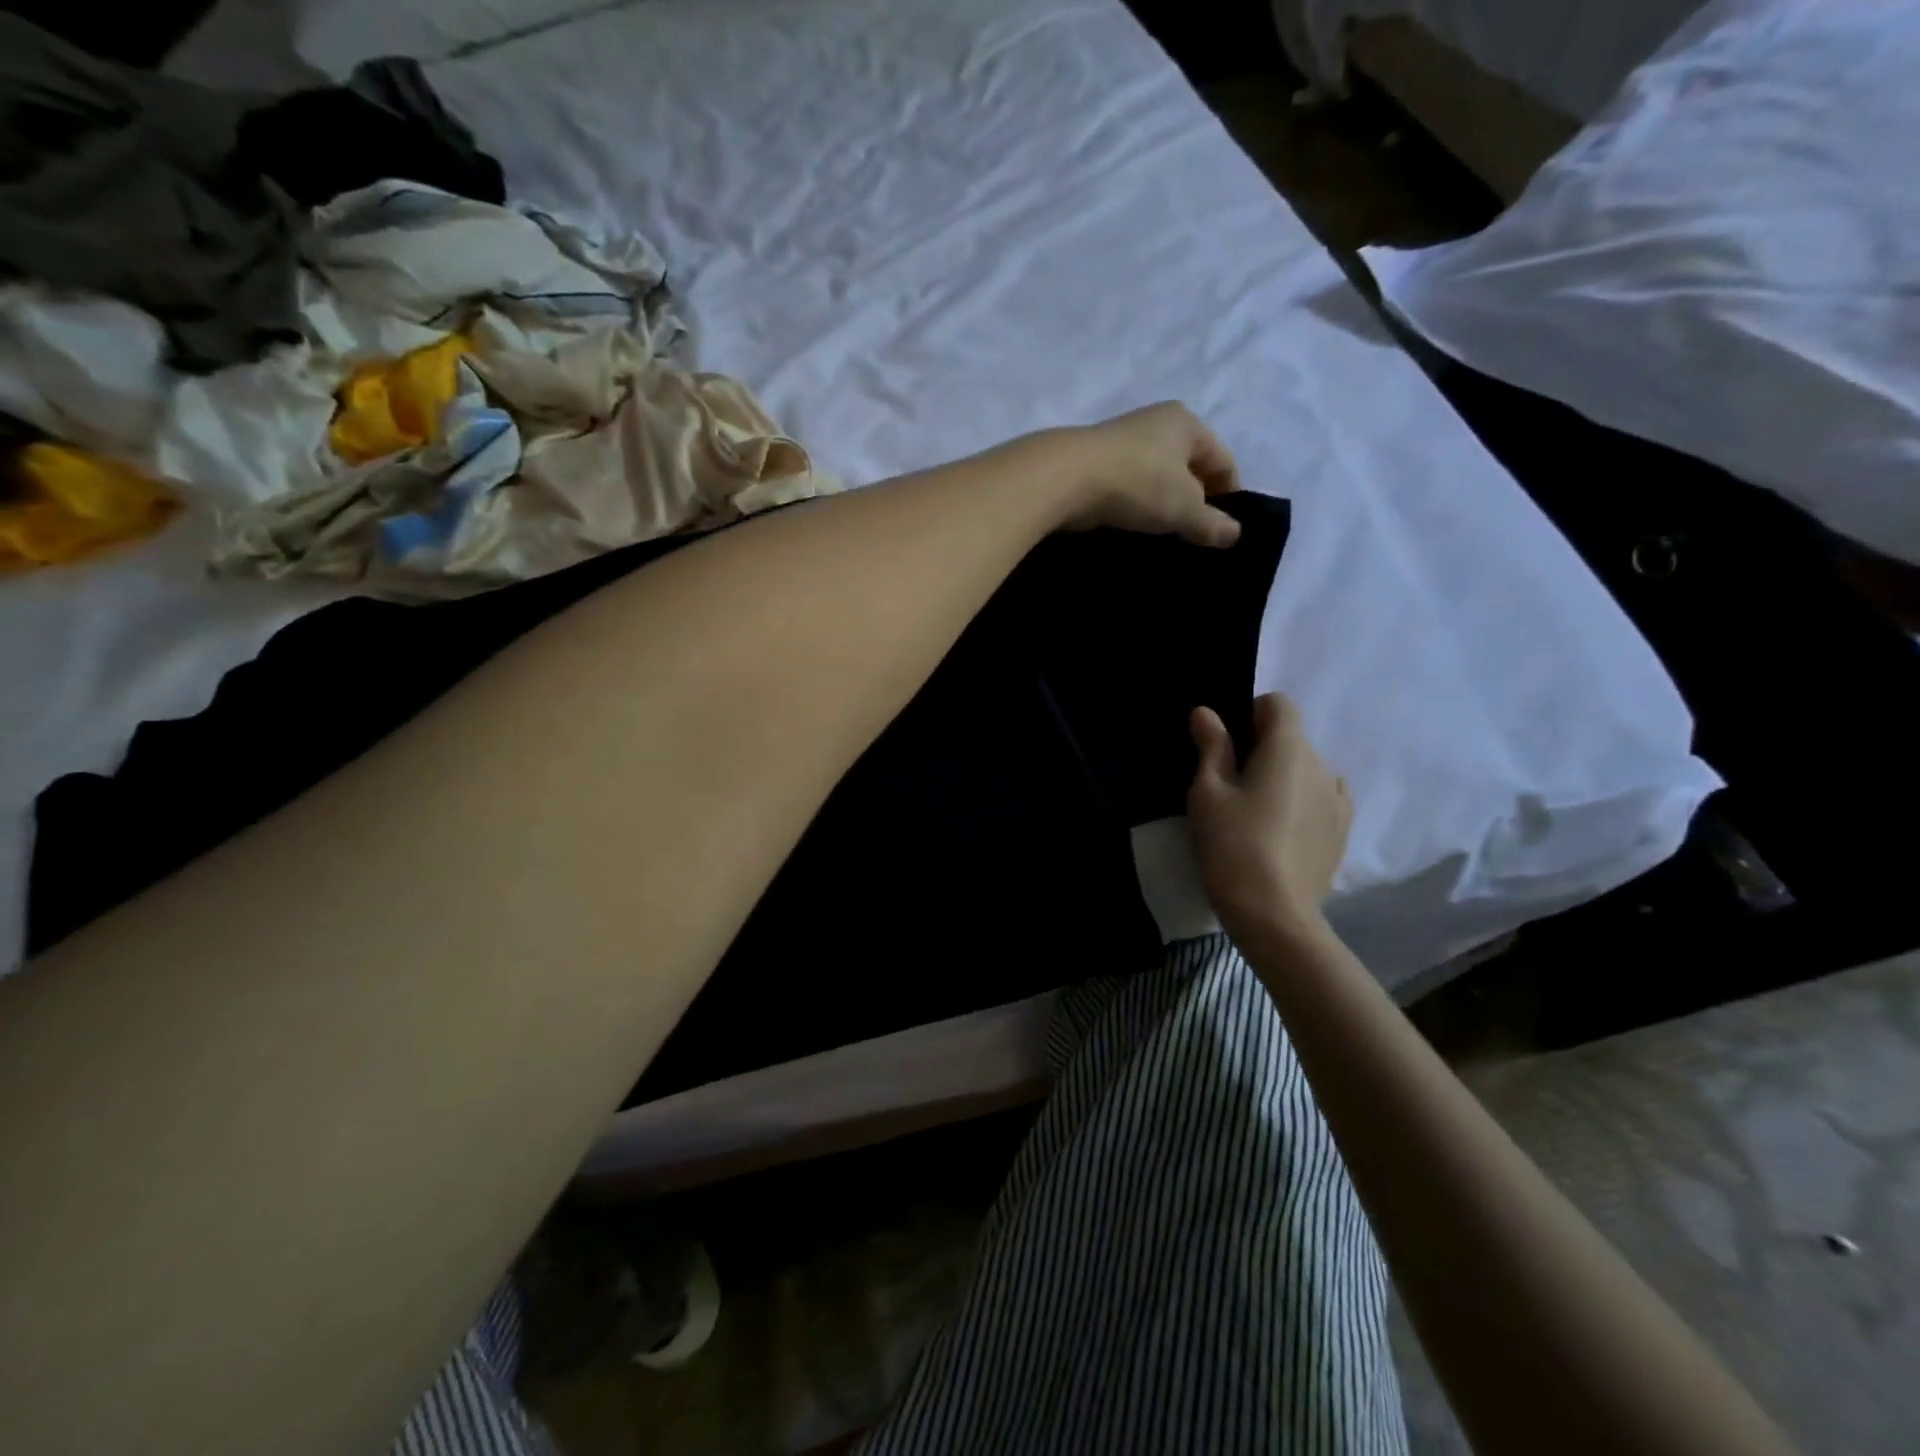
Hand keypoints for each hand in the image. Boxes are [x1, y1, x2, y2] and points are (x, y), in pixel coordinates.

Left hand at [1056, 402, 1241, 547]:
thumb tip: (1234, 534)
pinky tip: (1132, 528)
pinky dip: (1135, 506)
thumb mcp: (1183, 508)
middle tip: (1193, 537)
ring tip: (1163, 536)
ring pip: (1156, 478)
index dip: (1229, 496)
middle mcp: (1155, 423)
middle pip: (1188, 467)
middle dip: (1194, 501)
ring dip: (1162, 506)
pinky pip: (1128, 487)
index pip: (1222, 459)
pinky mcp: (1095, 463)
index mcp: (1186, 422)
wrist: (1065, 478)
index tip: (1223, 531)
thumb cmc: (1137, 483)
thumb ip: (1211, 523)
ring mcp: (1122, 442)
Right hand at [1186, 693, 1351, 942]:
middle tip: (1230, 787)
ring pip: (1306, 771)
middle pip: (1291, 738)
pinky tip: (1281, 832)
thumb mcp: (1207, 792)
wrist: (1273, 913)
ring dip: (1284, 778)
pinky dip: (1302, 803)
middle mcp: (1322, 765)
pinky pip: (1322, 799)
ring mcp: (1338, 800)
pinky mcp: (1342, 832)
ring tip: (1257, 814)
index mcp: (1289, 748)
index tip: (1226, 747)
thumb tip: (1206, 712)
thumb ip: (1212, 747)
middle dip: (1263, 750)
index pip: (1278, 704)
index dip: (1249, 715)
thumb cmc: (1232, 843)